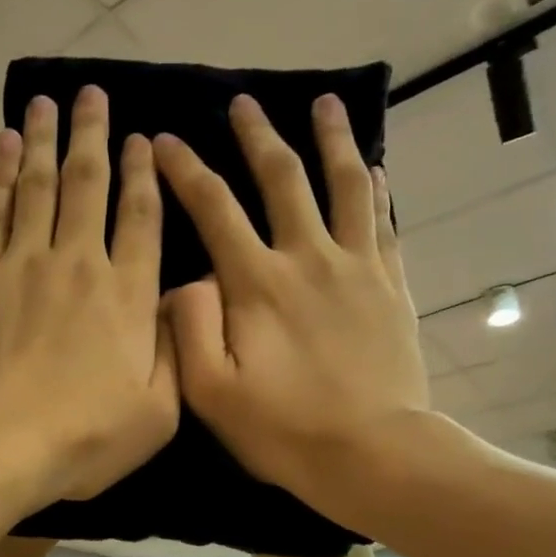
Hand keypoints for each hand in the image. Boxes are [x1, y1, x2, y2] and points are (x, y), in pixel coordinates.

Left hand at [0, 87, 177, 504]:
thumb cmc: (83, 437)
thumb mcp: (158, 413)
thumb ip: (174, 352)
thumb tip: (176, 303)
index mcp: (128, 295)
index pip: (141, 218)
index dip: (144, 175)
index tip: (142, 139)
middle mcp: (79, 262)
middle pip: (89, 184)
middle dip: (94, 134)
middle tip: (93, 93)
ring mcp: (24, 262)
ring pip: (39, 185)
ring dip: (45, 139)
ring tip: (47, 102)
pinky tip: (4, 144)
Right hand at [154, 93, 431, 521]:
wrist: (372, 453)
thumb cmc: (283, 430)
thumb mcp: (211, 392)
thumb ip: (189, 329)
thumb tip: (184, 281)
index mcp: (258, 284)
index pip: (215, 209)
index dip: (185, 171)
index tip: (164, 140)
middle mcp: (308, 258)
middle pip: (282, 179)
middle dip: (257, 136)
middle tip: (244, 102)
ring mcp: (357, 267)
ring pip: (345, 184)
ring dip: (332, 140)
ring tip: (324, 103)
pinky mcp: (391, 286)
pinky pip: (385, 222)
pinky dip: (377, 189)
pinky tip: (375, 169)